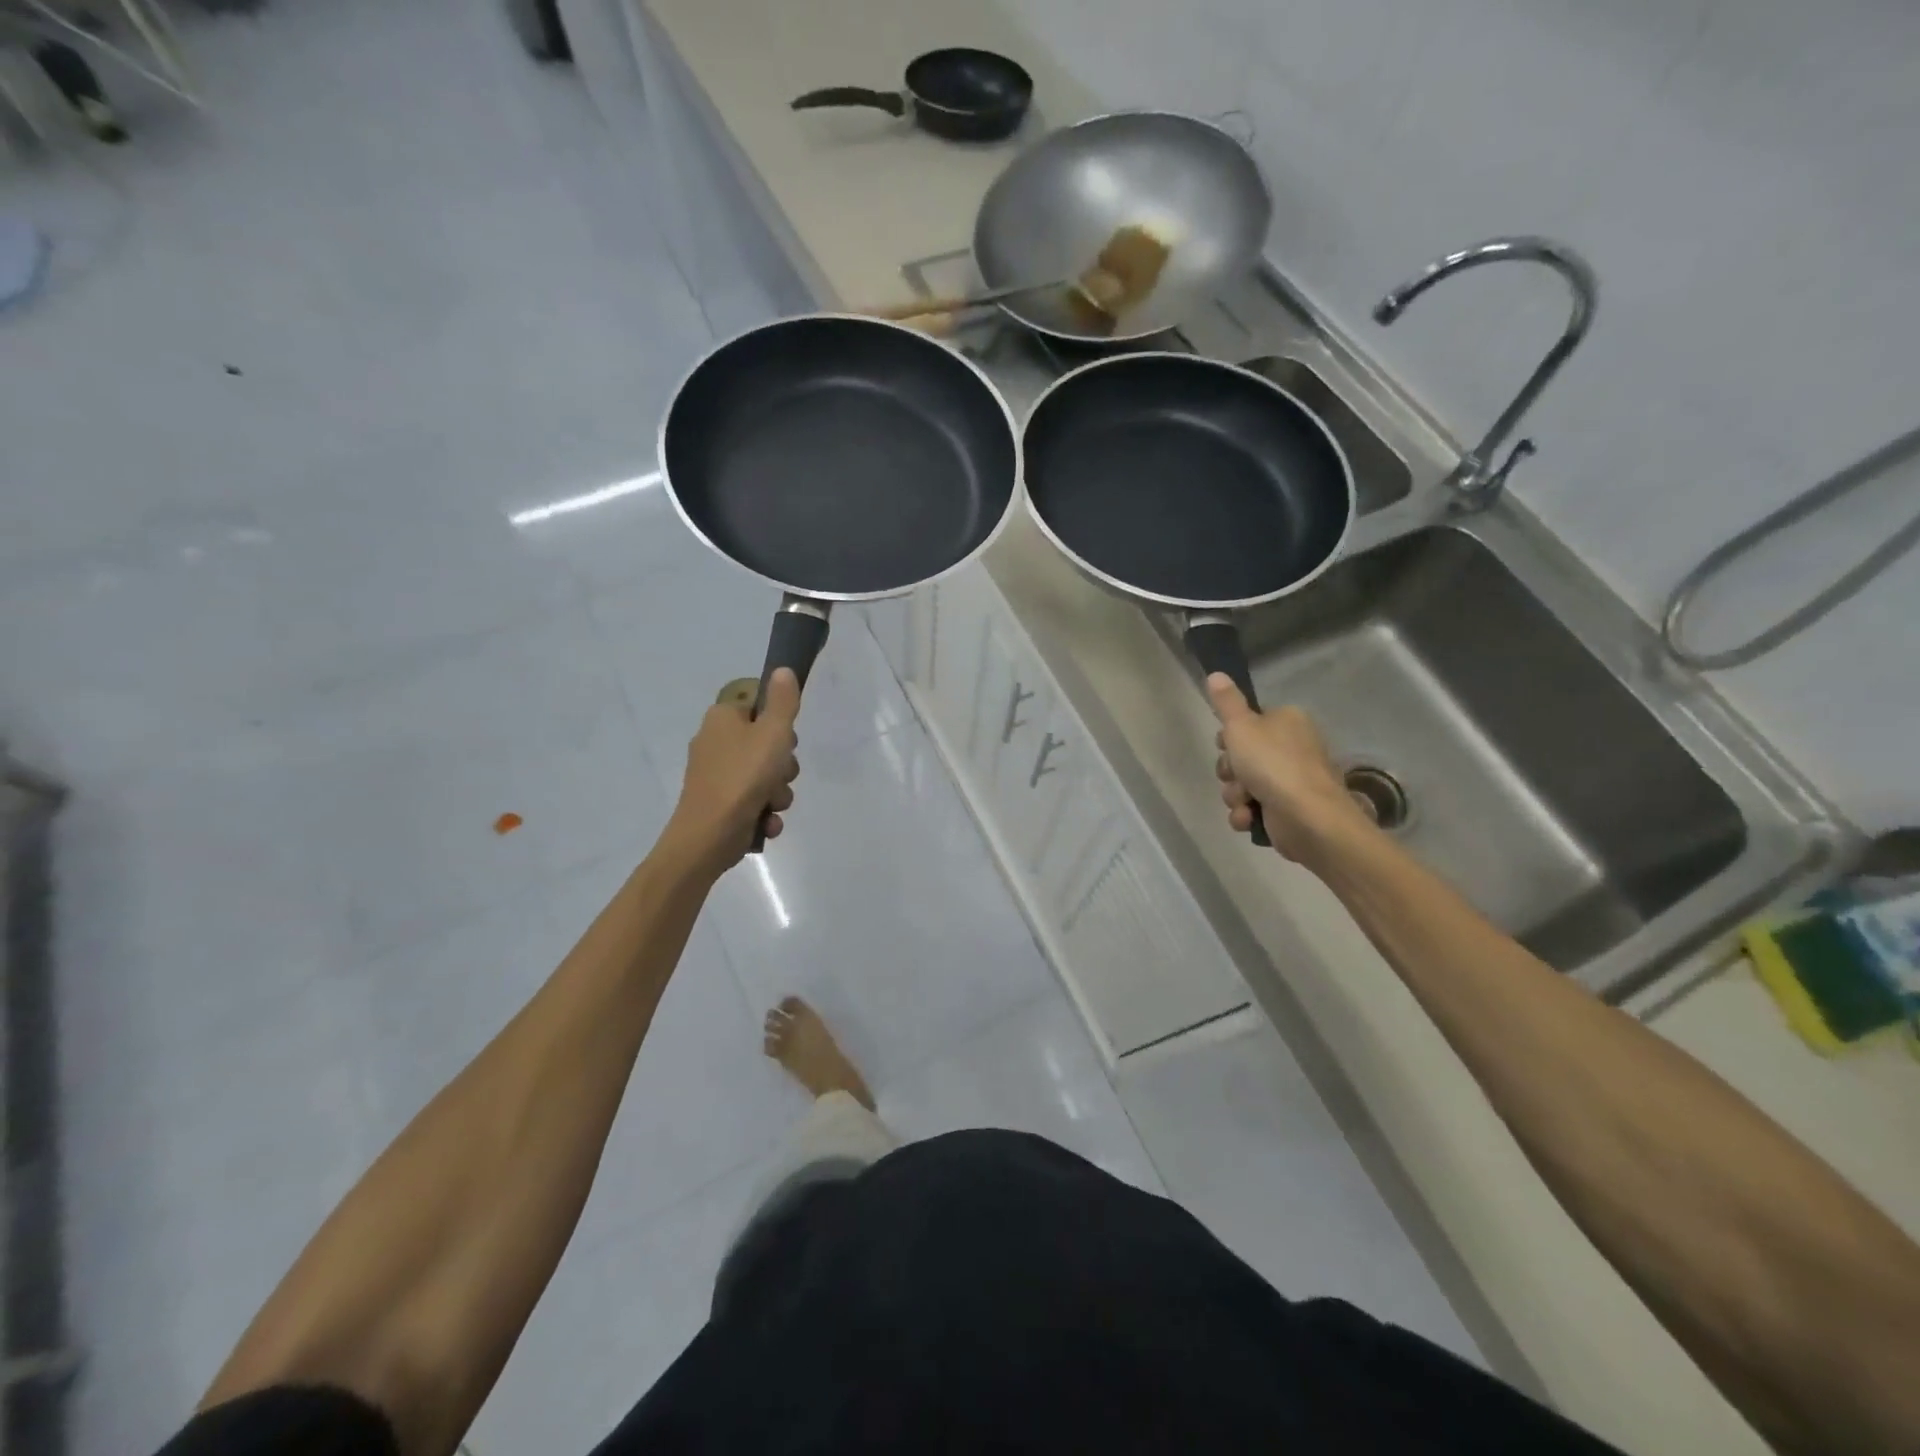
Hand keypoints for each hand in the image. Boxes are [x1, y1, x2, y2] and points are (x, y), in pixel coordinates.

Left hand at [665, 669, 801, 872]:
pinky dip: (763, 813)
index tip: (785, 739)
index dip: (779, 722)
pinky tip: (764, 822)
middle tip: (780, 775)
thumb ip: (782, 701)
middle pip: (767, 743)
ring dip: (777, 793)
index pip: (758, 705)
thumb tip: (782, 669)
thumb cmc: (743, 778)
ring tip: (770, 804)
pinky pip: (754, 801)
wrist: (708, 837)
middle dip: (783, 766)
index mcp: (723, 718)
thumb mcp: (772, 733)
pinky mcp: (720, 804)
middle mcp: (716, 741)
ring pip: (766, 776)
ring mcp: (716, 775)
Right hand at [1207, 673, 1365, 864]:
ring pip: (1243, 784)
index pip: (1248, 723)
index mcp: (1287, 721)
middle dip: (1230, 771)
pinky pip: (1253, 808)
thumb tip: (1216, 673)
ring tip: (1245, 801)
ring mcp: (1291, 781)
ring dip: (1235, 795)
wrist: (1308, 817)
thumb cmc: (1273, 764)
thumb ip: (1226, 702)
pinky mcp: (1287, 810)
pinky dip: (1247, 814)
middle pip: (1242, 756)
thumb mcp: (1242, 726)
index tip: (1224, 745)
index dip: (1229, 737)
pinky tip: (1249, 818)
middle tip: (1235, 775)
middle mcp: (1292, 747)